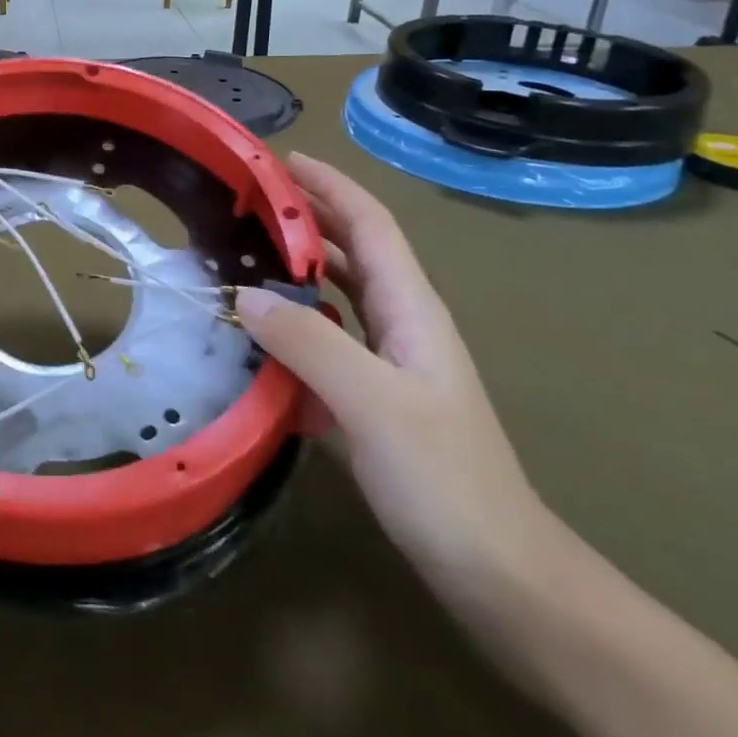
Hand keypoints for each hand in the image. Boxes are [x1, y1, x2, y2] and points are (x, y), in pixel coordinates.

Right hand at [236, 154, 556, 616]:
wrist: (500, 576)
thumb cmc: (446, 481)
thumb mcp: (373, 404)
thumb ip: (308, 343)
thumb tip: (243, 294)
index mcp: (412, 310)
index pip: (370, 225)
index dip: (329, 186)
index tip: (279, 160)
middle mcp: (400, 325)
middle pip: (350, 253)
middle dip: (304, 219)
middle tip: (242, 204)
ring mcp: (387, 366)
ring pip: (334, 299)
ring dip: (292, 272)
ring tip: (237, 261)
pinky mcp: (370, 401)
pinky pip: (322, 347)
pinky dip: (289, 330)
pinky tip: (253, 344)